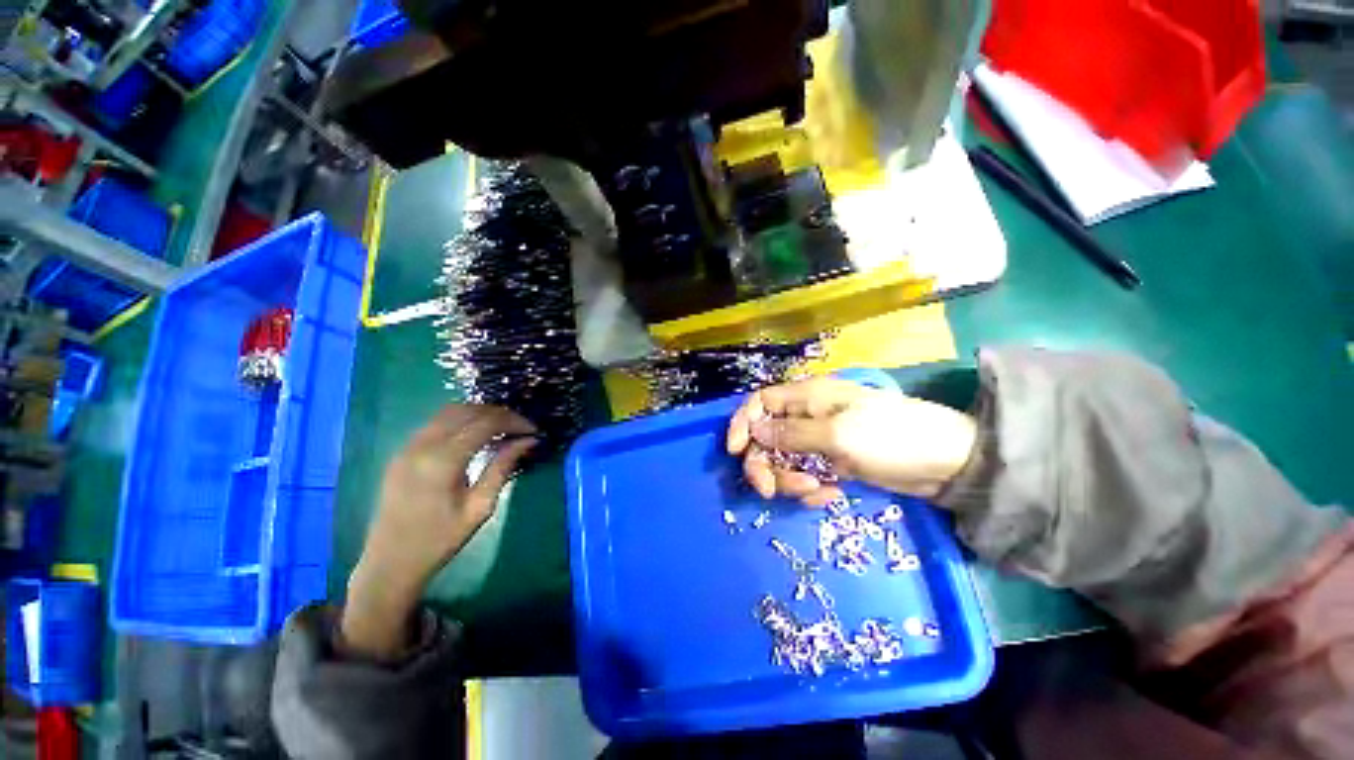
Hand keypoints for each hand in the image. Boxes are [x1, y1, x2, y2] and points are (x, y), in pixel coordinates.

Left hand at [342, 405, 536, 659]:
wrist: (389, 564)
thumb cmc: (440, 540)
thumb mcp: (480, 507)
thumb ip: (503, 468)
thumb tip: (528, 441)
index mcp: (443, 460)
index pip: (485, 423)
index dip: (514, 421)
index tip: (533, 430)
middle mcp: (422, 445)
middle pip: (468, 410)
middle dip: (500, 414)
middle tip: (521, 427)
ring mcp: (408, 446)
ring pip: (450, 411)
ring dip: (480, 413)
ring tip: (502, 428)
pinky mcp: (402, 452)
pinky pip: (436, 423)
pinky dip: (461, 420)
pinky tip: (475, 435)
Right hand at [726, 377, 975, 505]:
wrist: (945, 463)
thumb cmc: (890, 437)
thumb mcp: (837, 434)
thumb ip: (791, 434)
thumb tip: (754, 431)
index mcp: (807, 398)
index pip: (759, 402)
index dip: (742, 423)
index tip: (734, 451)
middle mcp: (807, 417)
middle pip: (765, 437)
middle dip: (764, 464)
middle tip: (769, 491)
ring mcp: (819, 442)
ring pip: (783, 461)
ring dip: (790, 480)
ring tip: (816, 491)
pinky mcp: (831, 464)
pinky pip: (805, 476)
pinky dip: (810, 489)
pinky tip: (830, 496)